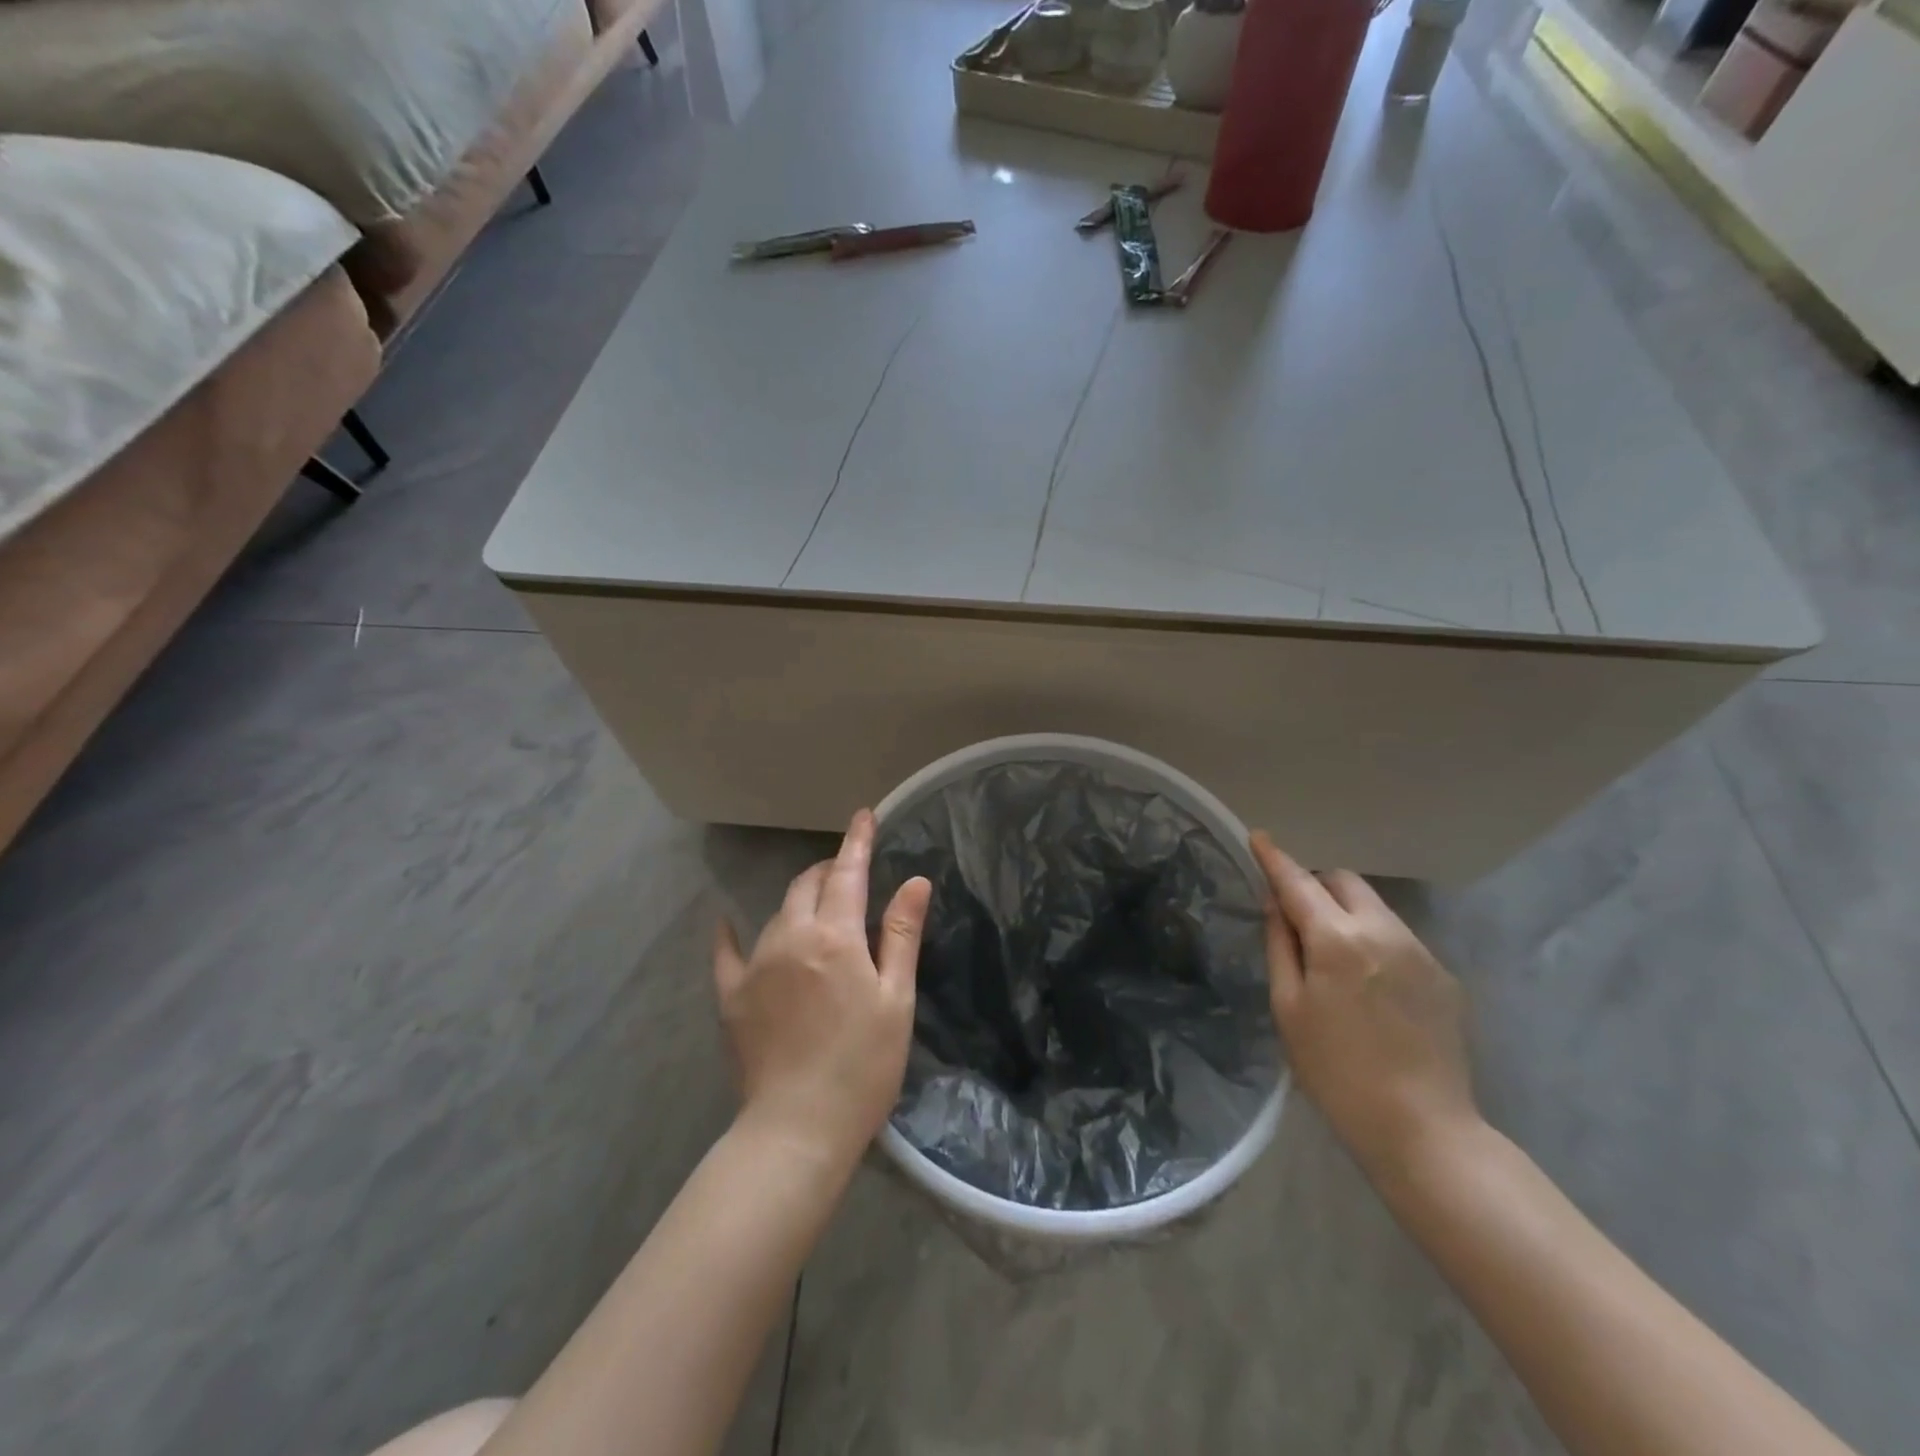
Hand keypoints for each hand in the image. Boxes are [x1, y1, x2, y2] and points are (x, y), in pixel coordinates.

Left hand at [714, 810, 932, 1169]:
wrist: (799, 1128)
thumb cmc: (864, 1064)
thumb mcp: (896, 998)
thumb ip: (900, 933)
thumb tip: (915, 880)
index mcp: (835, 936)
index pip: (847, 873)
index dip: (857, 841)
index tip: (864, 815)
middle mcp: (790, 937)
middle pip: (807, 886)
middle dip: (828, 870)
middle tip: (847, 872)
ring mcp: (755, 965)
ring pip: (777, 913)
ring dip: (799, 901)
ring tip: (816, 910)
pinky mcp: (731, 995)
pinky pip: (726, 953)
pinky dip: (730, 933)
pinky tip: (726, 922)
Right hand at [1250, 832, 1480, 1183]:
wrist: (1422, 1129)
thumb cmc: (1335, 1071)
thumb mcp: (1289, 1007)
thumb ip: (1280, 945)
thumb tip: (1277, 905)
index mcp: (1338, 939)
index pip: (1298, 882)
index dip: (1274, 859)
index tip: (1258, 837)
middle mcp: (1384, 931)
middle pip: (1344, 881)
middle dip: (1315, 884)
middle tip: (1295, 916)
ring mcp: (1421, 951)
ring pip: (1374, 907)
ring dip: (1346, 912)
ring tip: (1331, 957)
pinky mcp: (1444, 976)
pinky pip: (1398, 937)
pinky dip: (1373, 940)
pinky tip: (1369, 986)